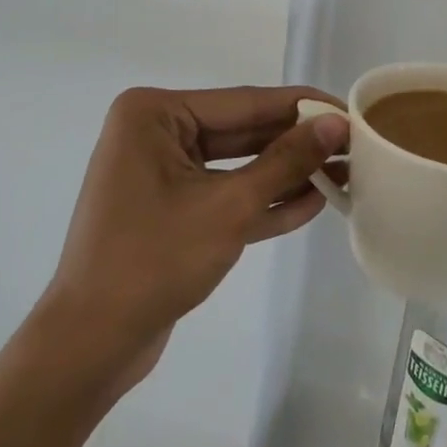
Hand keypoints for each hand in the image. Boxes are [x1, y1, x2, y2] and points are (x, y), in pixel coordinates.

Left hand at [42, 86, 347, 393]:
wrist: (92, 344)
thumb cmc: (154, 261)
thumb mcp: (229, 206)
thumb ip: (286, 162)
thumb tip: (335, 123)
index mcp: (155, 114)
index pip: (245, 102)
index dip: (302, 108)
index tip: (351, 111)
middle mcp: (156, 133)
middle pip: (243, 131)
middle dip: (297, 143)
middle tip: (354, 146)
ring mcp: (161, 172)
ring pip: (238, 164)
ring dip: (286, 173)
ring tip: (344, 173)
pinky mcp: (171, 209)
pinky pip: (224, 193)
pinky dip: (263, 200)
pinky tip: (312, 201)